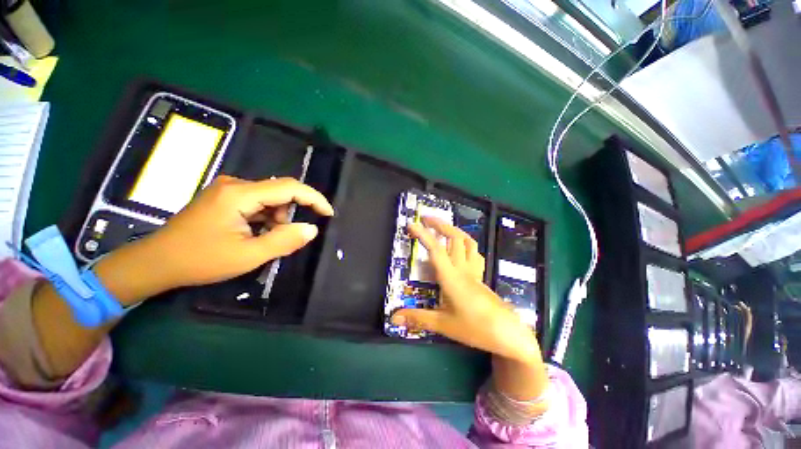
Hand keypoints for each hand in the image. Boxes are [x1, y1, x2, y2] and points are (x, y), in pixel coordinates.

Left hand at [123, 176, 333, 292]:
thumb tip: (312, 229)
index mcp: (239, 195)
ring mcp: (228, 189)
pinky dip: (265, 218)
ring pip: (270, 198)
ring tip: (263, 240)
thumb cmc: (201, 260)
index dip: (314, 198)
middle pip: (279, 191)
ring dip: (277, 218)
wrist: (156, 262)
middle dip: (291, 213)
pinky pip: (257, 202)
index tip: (328, 213)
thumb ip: (284, 241)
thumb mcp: (248, 256)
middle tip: (285, 236)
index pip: (288, 187)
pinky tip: (254, 233)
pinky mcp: (225, 197)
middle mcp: (235, 185)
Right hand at [390, 216, 540, 364]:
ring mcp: (474, 271)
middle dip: (440, 224)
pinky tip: (460, 247)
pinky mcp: (480, 276)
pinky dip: (465, 243)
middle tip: (426, 218)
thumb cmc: (475, 328)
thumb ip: (418, 318)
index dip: (423, 235)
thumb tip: (394, 317)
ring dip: (454, 230)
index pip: (436, 250)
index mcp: (452, 278)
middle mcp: (463, 269)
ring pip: (467, 241)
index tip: (412, 224)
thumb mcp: (444, 325)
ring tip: (442, 227)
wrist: (509, 335)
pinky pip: (474, 252)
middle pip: (454, 238)